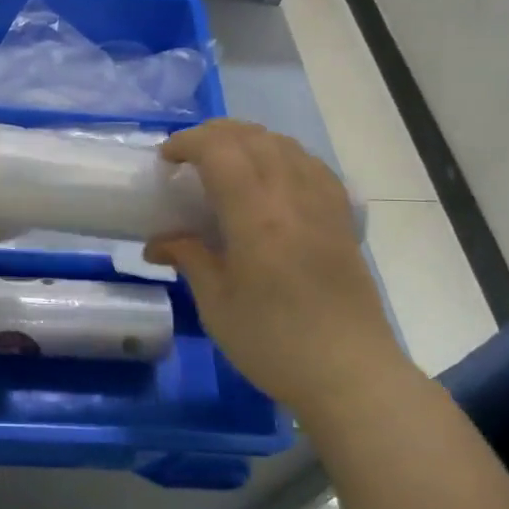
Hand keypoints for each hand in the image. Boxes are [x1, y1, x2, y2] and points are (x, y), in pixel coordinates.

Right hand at [144, 120, 407, 413]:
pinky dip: (283, 156)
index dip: (188, 143)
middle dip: (213, 134)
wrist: (350, 374)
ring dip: (248, 140)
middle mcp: (293, 198)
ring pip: (285, 145)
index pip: (220, 151)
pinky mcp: (342, 219)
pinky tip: (271, 177)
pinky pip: (311, 165)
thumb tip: (158, 243)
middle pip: (253, 137)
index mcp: (257, 217)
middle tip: (187, 156)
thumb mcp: (216, 304)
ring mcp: (323, 205)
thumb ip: (189, 258)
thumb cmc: (273, 342)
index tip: (165, 158)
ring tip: (224, 161)